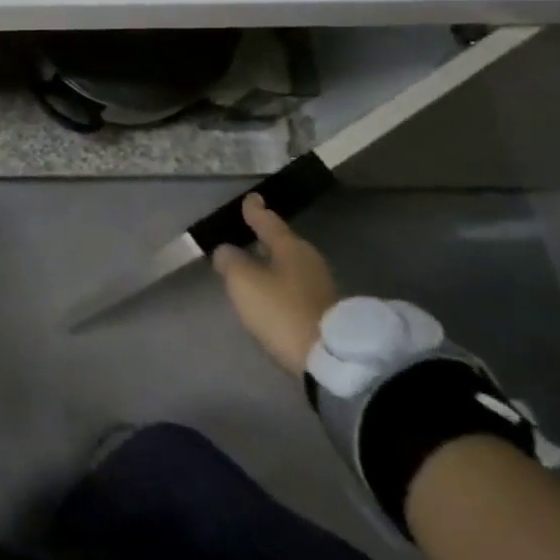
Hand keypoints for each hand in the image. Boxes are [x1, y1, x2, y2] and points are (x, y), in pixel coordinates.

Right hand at [211, 193, 338, 374]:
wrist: (331, 361)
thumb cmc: (282, 311)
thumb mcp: (244, 282)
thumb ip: (230, 261)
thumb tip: (227, 251)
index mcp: (290, 247)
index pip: (268, 221)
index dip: (255, 210)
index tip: (251, 198)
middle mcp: (309, 261)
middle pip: (282, 243)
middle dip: (265, 238)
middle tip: (249, 232)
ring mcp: (321, 288)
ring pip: (289, 265)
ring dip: (272, 263)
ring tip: (254, 264)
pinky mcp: (325, 312)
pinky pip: (294, 287)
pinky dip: (280, 284)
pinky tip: (269, 292)